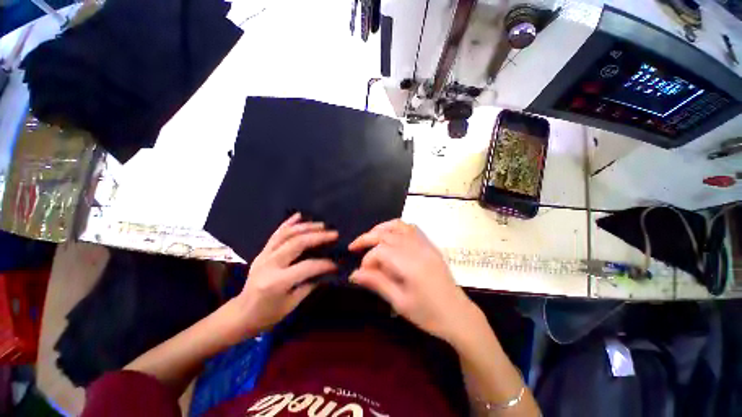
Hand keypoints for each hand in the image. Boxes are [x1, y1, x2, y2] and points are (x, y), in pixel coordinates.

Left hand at [235, 213, 337, 333]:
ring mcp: (263, 255)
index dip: (324, 264)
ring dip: (306, 227)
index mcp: (277, 282)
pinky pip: (276, 234)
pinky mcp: (262, 252)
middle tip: (333, 234)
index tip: (336, 263)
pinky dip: (288, 223)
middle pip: (297, 243)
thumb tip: (326, 270)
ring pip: (286, 234)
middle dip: (318, 236)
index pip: (307, 266)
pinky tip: (299, 215)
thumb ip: (310, 284)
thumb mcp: (291, 304)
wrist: (241, 314)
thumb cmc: (268, 314)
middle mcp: (269, 264)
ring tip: (321, 225)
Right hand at [348, 220, 480, 343]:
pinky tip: (390, 235)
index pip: (381, 251)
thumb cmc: (428, 314)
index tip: (362, 272)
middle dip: (367, 238)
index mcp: (410, 265)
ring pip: (398, 226)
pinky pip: (411, 228)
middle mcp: (417, 249)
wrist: (458, 315)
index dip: (367, 259)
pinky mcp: (430, 245)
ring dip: (381, 228)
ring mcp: (425, 244)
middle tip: (353, 246)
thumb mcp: (399, 302)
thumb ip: (377, 283)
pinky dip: (396, 227)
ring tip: (370, 237)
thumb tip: (354, 274)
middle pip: (387, 234)